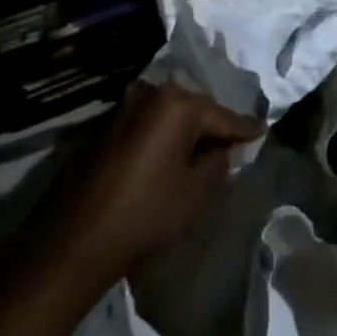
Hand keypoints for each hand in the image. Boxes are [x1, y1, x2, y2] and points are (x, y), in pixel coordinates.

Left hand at [47, 80, 264, 282]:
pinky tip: (168, 155)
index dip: (245, 128)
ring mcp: (122, 107)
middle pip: (194, 109)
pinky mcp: (103, 126)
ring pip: (167, 115)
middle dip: (212, 126)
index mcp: (177, 104)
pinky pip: (145, 124)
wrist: (72, 240)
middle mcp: (150, 94)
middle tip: (232, 143)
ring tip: (202, 149)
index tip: (264, 131)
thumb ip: (218, 164)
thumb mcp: (195, 193)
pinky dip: (161, 135)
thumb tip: (222, 150)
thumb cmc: (144, 214)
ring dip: (184, 130)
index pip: (223, 116)